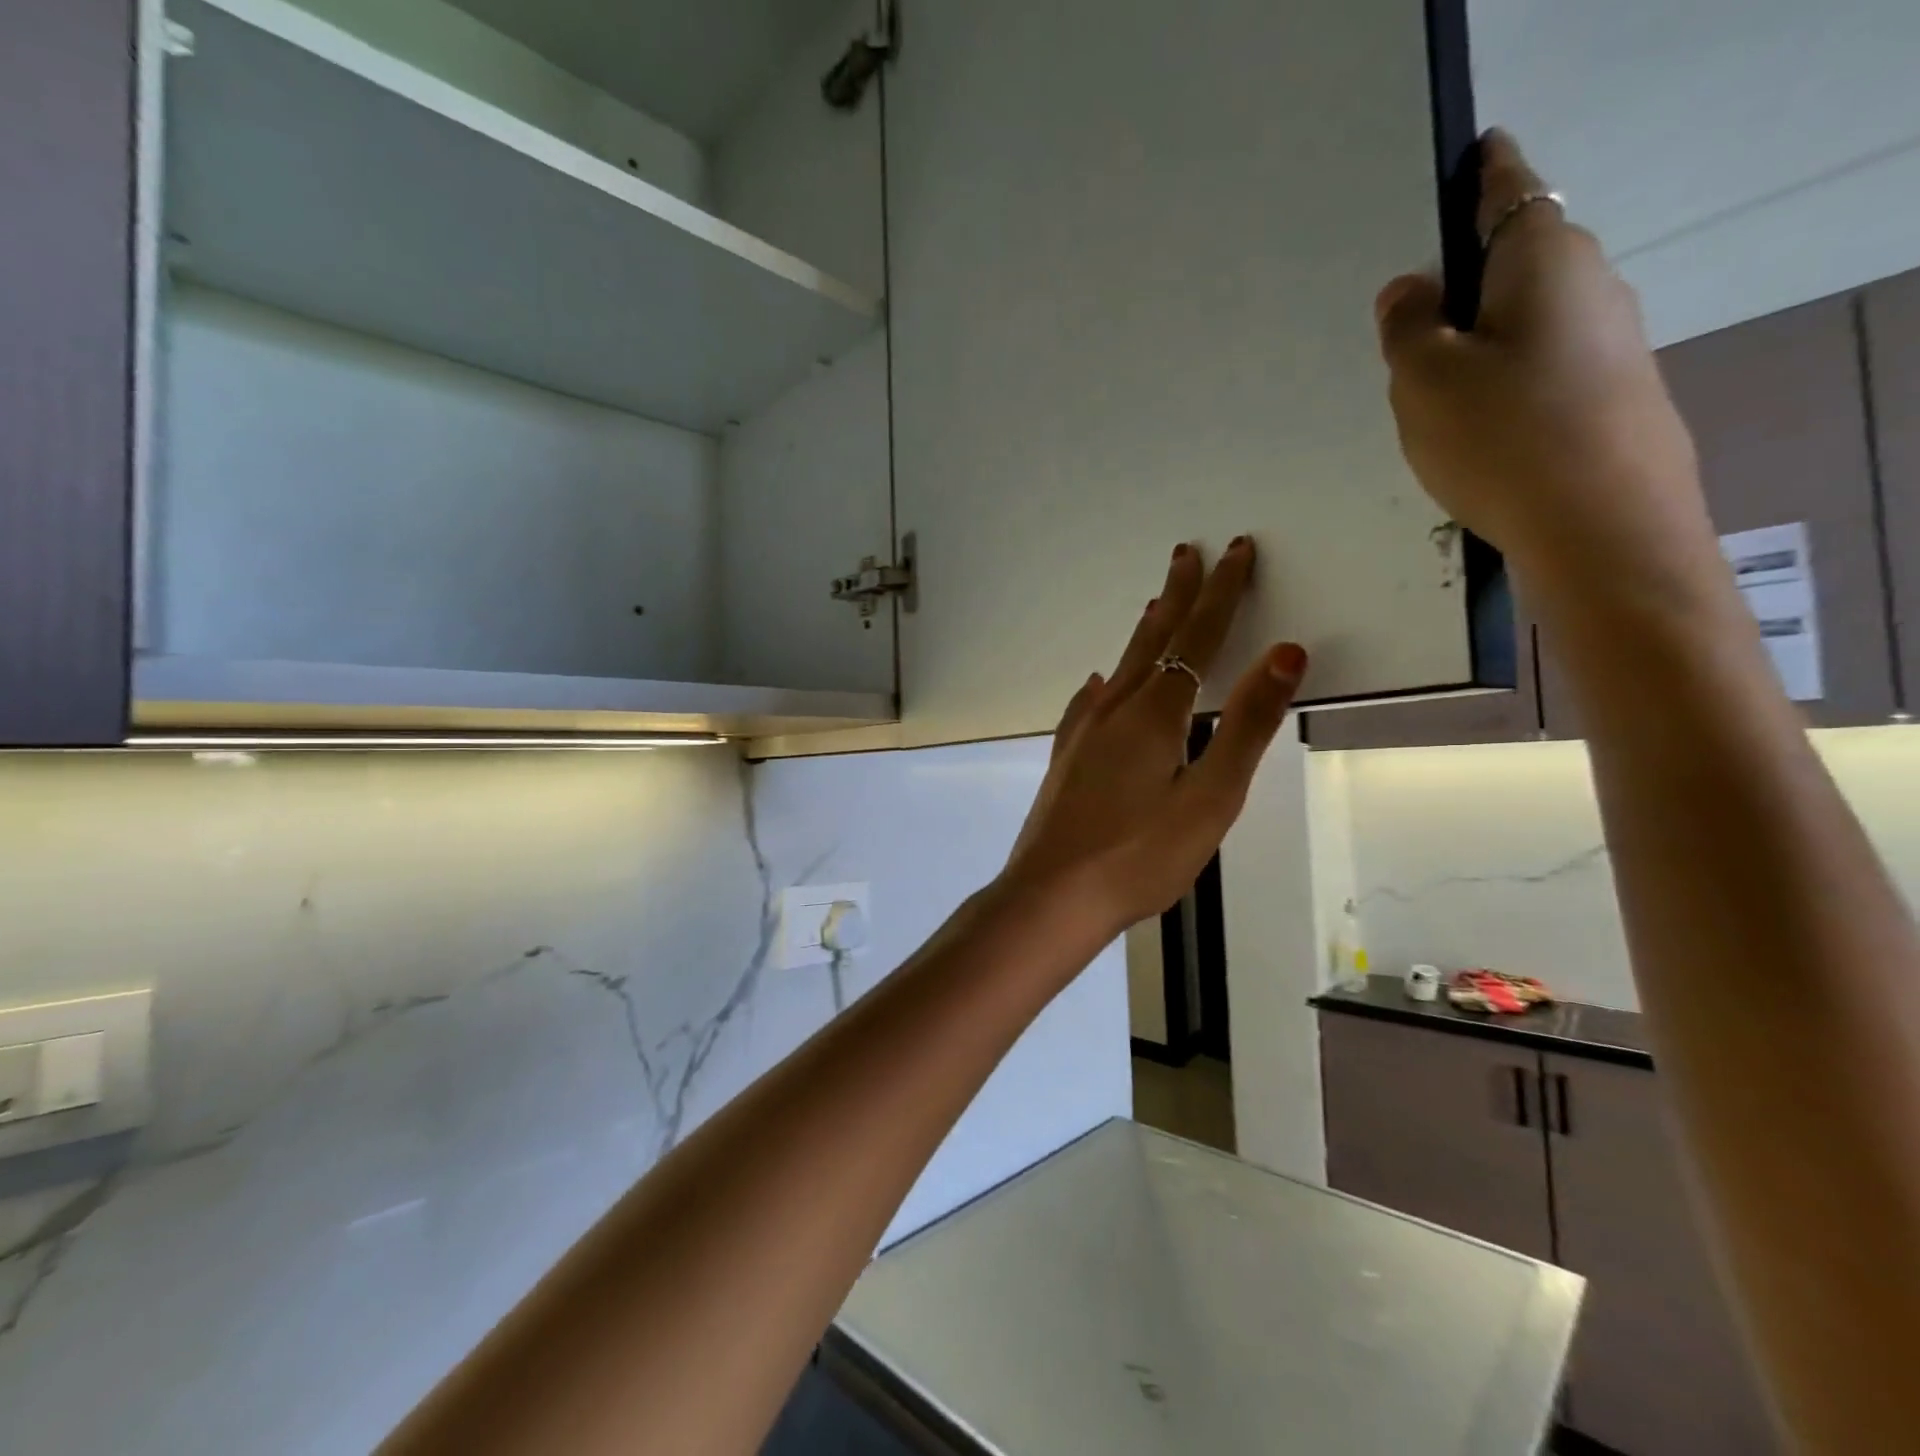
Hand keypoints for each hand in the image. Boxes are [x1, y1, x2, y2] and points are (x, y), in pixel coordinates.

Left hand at [1002, 539, 1307, 939]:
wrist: (1051, 896)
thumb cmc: (1139, 856)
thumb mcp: (1210, 797)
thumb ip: (1246, 724)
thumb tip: (1286, 652)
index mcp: (1154, 714)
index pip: (1197, 638)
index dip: (1221, 593)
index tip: (1236, 550)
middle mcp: (1113, 711)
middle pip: (1153, 641)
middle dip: (1177, 596)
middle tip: (1187, 554)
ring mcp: (1082, 734)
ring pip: (1121, 668)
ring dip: (1144, 633)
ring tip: (1155, 607)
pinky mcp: (1066, 760)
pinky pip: (1090, 704)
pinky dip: (1105, 684)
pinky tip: (1098, 687)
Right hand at [1376, 131, 1718, 613]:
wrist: (1600, 525)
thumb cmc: (1501, 436)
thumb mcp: (1424, 380)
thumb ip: (1407, 326)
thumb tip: (1410, 287)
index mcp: (1542, 260)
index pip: (1508, 190)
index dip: (1483, 172)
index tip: (1468, 155)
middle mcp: (1589, 285)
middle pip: (1516, 262)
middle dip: (1466, 280)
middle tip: (1408, 327)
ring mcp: (1610, 341)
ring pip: (1528, 321)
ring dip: (1481, 339)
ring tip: (1432, 393)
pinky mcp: (1612, 393)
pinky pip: (1543, 367)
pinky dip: (1505, 379)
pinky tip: (1477, 428)